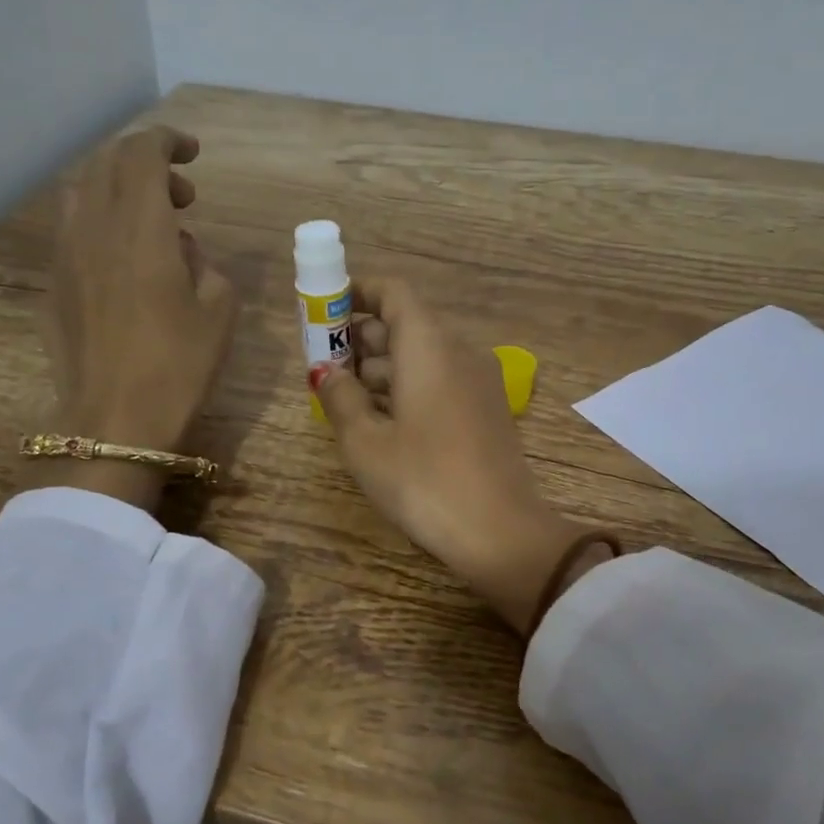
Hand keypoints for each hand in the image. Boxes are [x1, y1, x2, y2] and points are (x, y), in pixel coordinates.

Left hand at [28, 126, 236, 508]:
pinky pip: (73, 230)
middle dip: (146, 163)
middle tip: (183, 195)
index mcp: (140, 226)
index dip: (167, 142)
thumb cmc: (178, 366)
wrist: (115, 421)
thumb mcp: (219, 311)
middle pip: (108, 164)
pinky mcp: (53, 284)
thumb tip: (179, 248)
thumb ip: (204, 263)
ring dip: (117, 190)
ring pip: (82, 192)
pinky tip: (123, 260)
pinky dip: (100, 223)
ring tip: (150, 223)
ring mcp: (65, 255)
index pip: (142, 153)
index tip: (192, 154)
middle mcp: (94, 226)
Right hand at [314, 279, 586, 633]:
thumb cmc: (424, 480)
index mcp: (429, 346)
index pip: (393, 292)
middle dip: (361, 338)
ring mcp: (478, 382)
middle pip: (406, 324)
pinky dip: (407, 388)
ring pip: (423, 356)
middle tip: (323, 364)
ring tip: (343, 396)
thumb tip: (325, 371)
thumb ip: (340, 397)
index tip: (324, 312)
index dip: (356, 293)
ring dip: (382, 367)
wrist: (500, 532)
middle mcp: (459, 352)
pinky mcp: (486, 411)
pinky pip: (440, 381)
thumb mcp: (366, 442)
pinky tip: (381, 420)